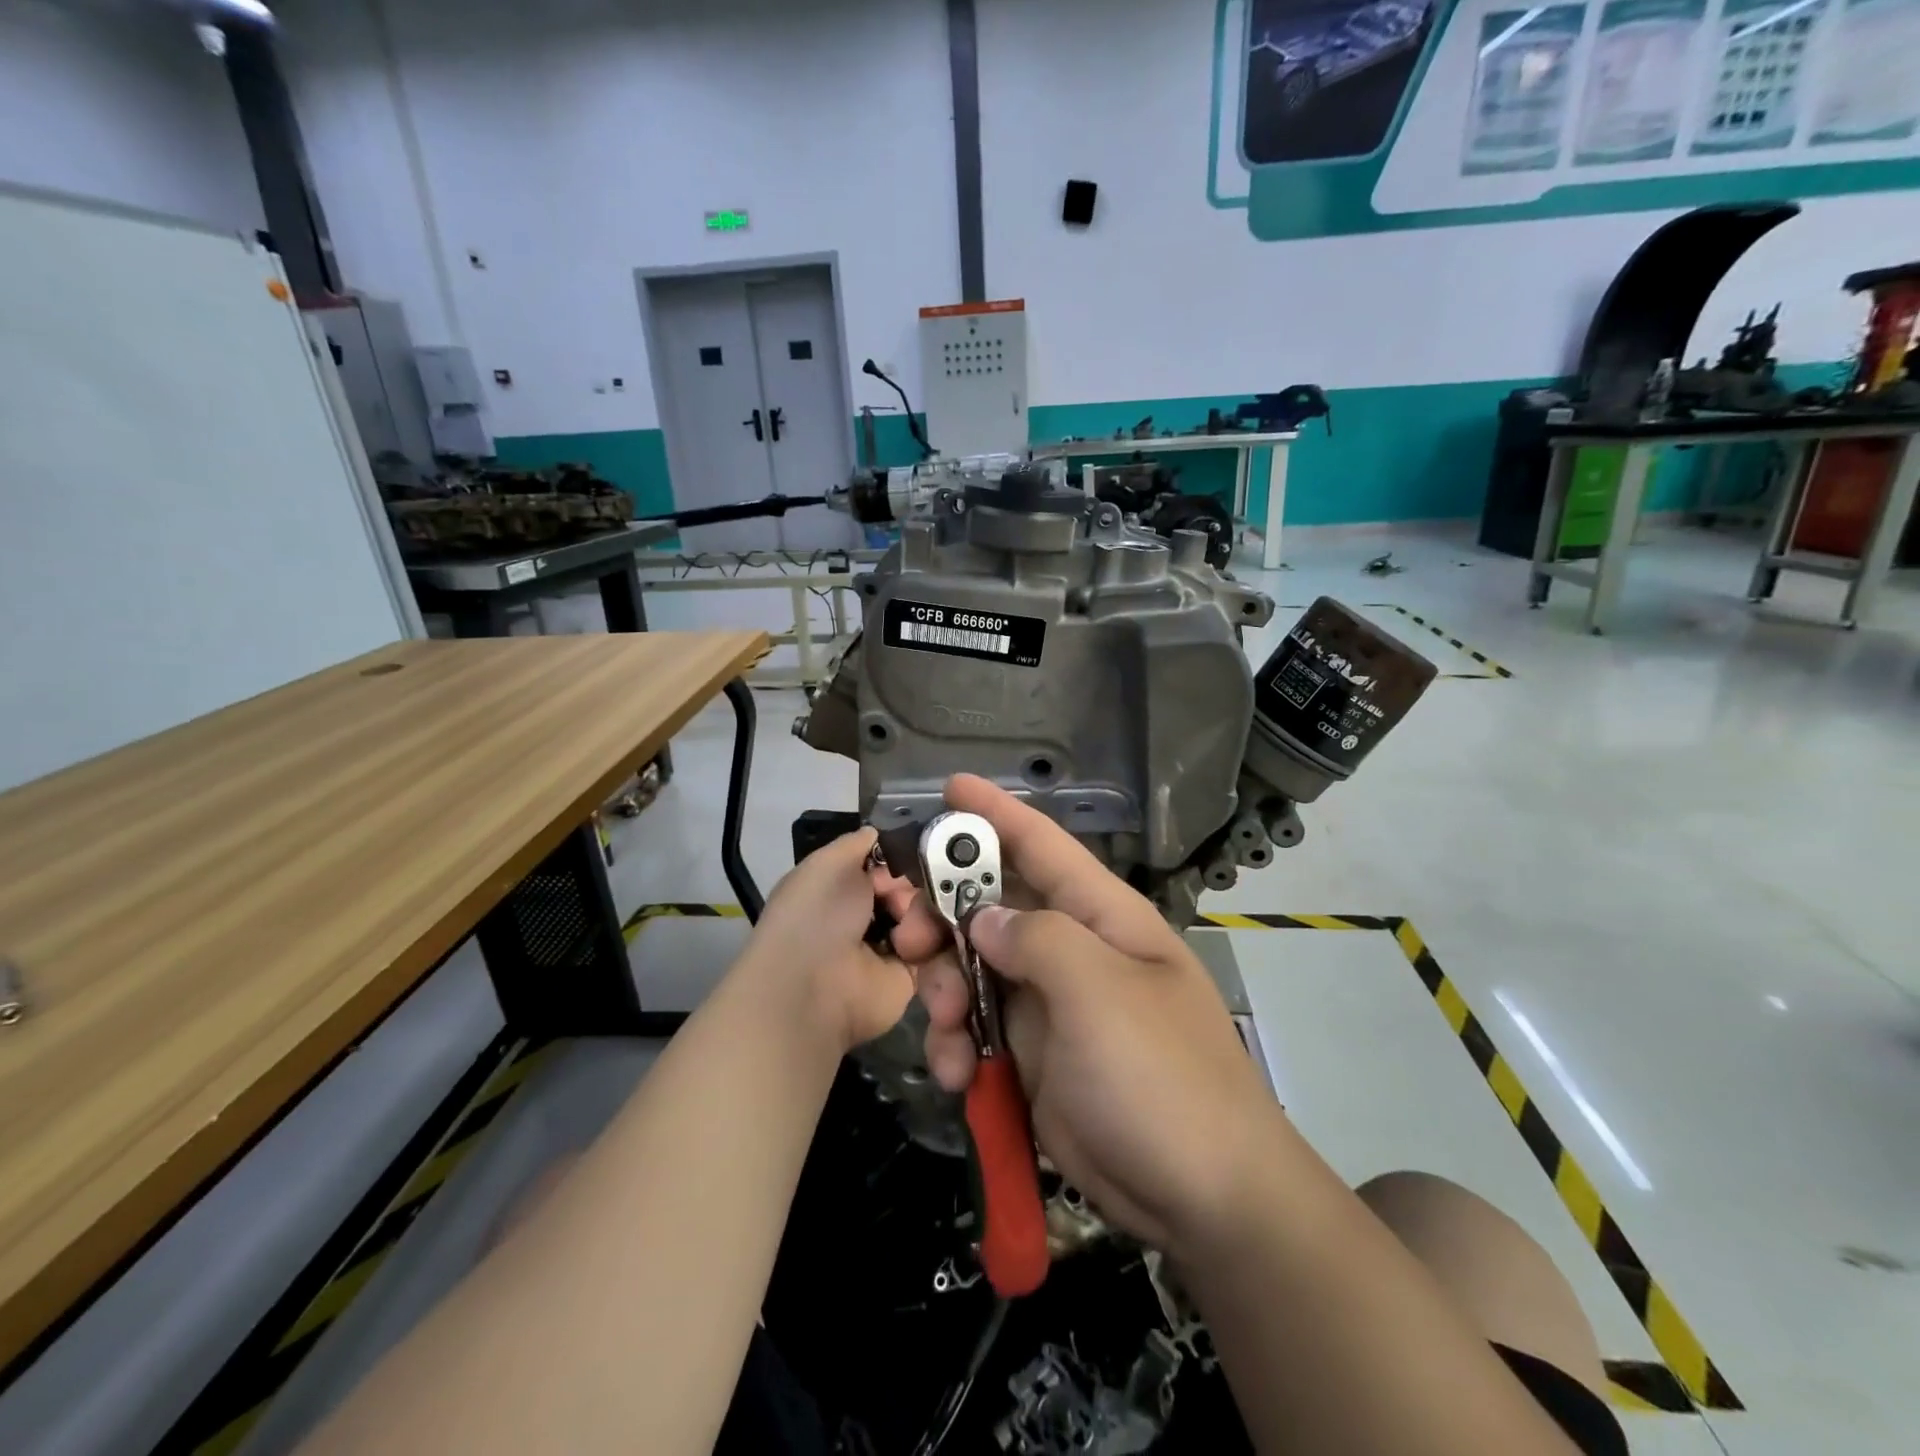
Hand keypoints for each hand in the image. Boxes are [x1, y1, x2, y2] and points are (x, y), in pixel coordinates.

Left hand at [736, 828, 914, 1055]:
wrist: (814, 987)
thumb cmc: (816, 916)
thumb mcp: (828, 862)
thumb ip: (857, 842)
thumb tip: (879, 832)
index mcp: (847, 884)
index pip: (894, 859)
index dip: (907, 853)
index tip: (914, 853)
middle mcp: (871, 911)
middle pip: (920, 884)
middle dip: (921, 883)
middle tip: (903, 897)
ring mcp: (894, 943)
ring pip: (933, 913)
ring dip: (923, 917)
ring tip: (903, 930)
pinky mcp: (913, 975)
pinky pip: (940, 949)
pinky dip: (932, 945)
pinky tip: (913, 947)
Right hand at [883, 776, 1284, 1255]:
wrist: (1203, 1199)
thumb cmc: (1159, 1076)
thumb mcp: (1099, 992)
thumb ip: (1036, 938)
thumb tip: (985, 920)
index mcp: (1100, 917)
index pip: (1042, 845)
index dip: (995, 813)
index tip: (948, 787)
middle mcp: (1071, 951)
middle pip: (991, 906)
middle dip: (943, 913)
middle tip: (905, 931)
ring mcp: (1049, 1006)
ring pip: (972, 970)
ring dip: (942, 988)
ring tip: (939, 1021)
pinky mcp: (1031, 1058)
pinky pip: (976, 1031)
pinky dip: (957, 1046)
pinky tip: (958, 1075)